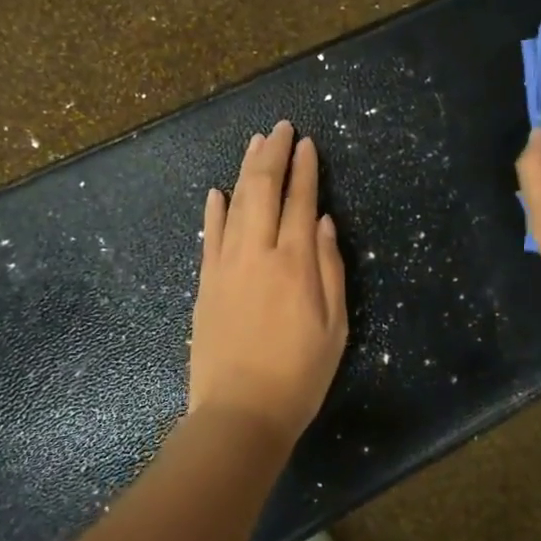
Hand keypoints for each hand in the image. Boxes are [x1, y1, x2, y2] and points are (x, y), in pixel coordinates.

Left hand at [188, 121, 348, 445]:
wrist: (240, 413)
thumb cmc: (299, 375)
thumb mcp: (335, 327)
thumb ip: (330, 269)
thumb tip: (324, 221)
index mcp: (295, 264)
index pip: (299, 201)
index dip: (304, 169)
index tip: (306, 143)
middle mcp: (258, 254)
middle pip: (263, 190)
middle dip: (272, 154)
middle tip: (279, 128)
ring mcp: (226, 266)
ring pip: (234, 204)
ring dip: (244, 170)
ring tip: (254, 143)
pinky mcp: (205, 283)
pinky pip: (209, 235)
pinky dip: (214, 209)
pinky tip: (217, 191)